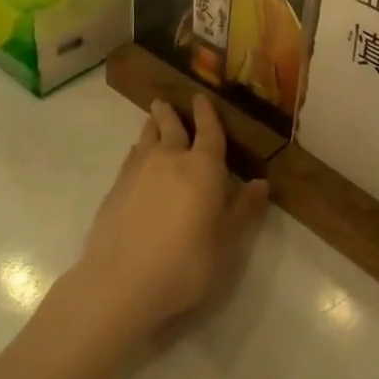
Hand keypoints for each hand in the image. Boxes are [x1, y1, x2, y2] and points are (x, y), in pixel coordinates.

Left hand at [69, 98, 268, 343]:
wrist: (122, 281)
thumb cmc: (186, 262)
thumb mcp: (226, 242)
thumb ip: (243, 209)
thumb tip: (262, 183)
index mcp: (203, 167)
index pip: (209, 132)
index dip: (207, 114)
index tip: (201, 98)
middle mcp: (170, 158)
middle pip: (171, 126)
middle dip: (171, 113)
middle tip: (166, 102)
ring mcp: (138, 170)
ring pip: (147, 137)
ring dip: (152, 126)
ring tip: (153, 119)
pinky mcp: (116, 187)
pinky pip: (131, 157)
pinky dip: (137, 150)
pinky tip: (136, 156)